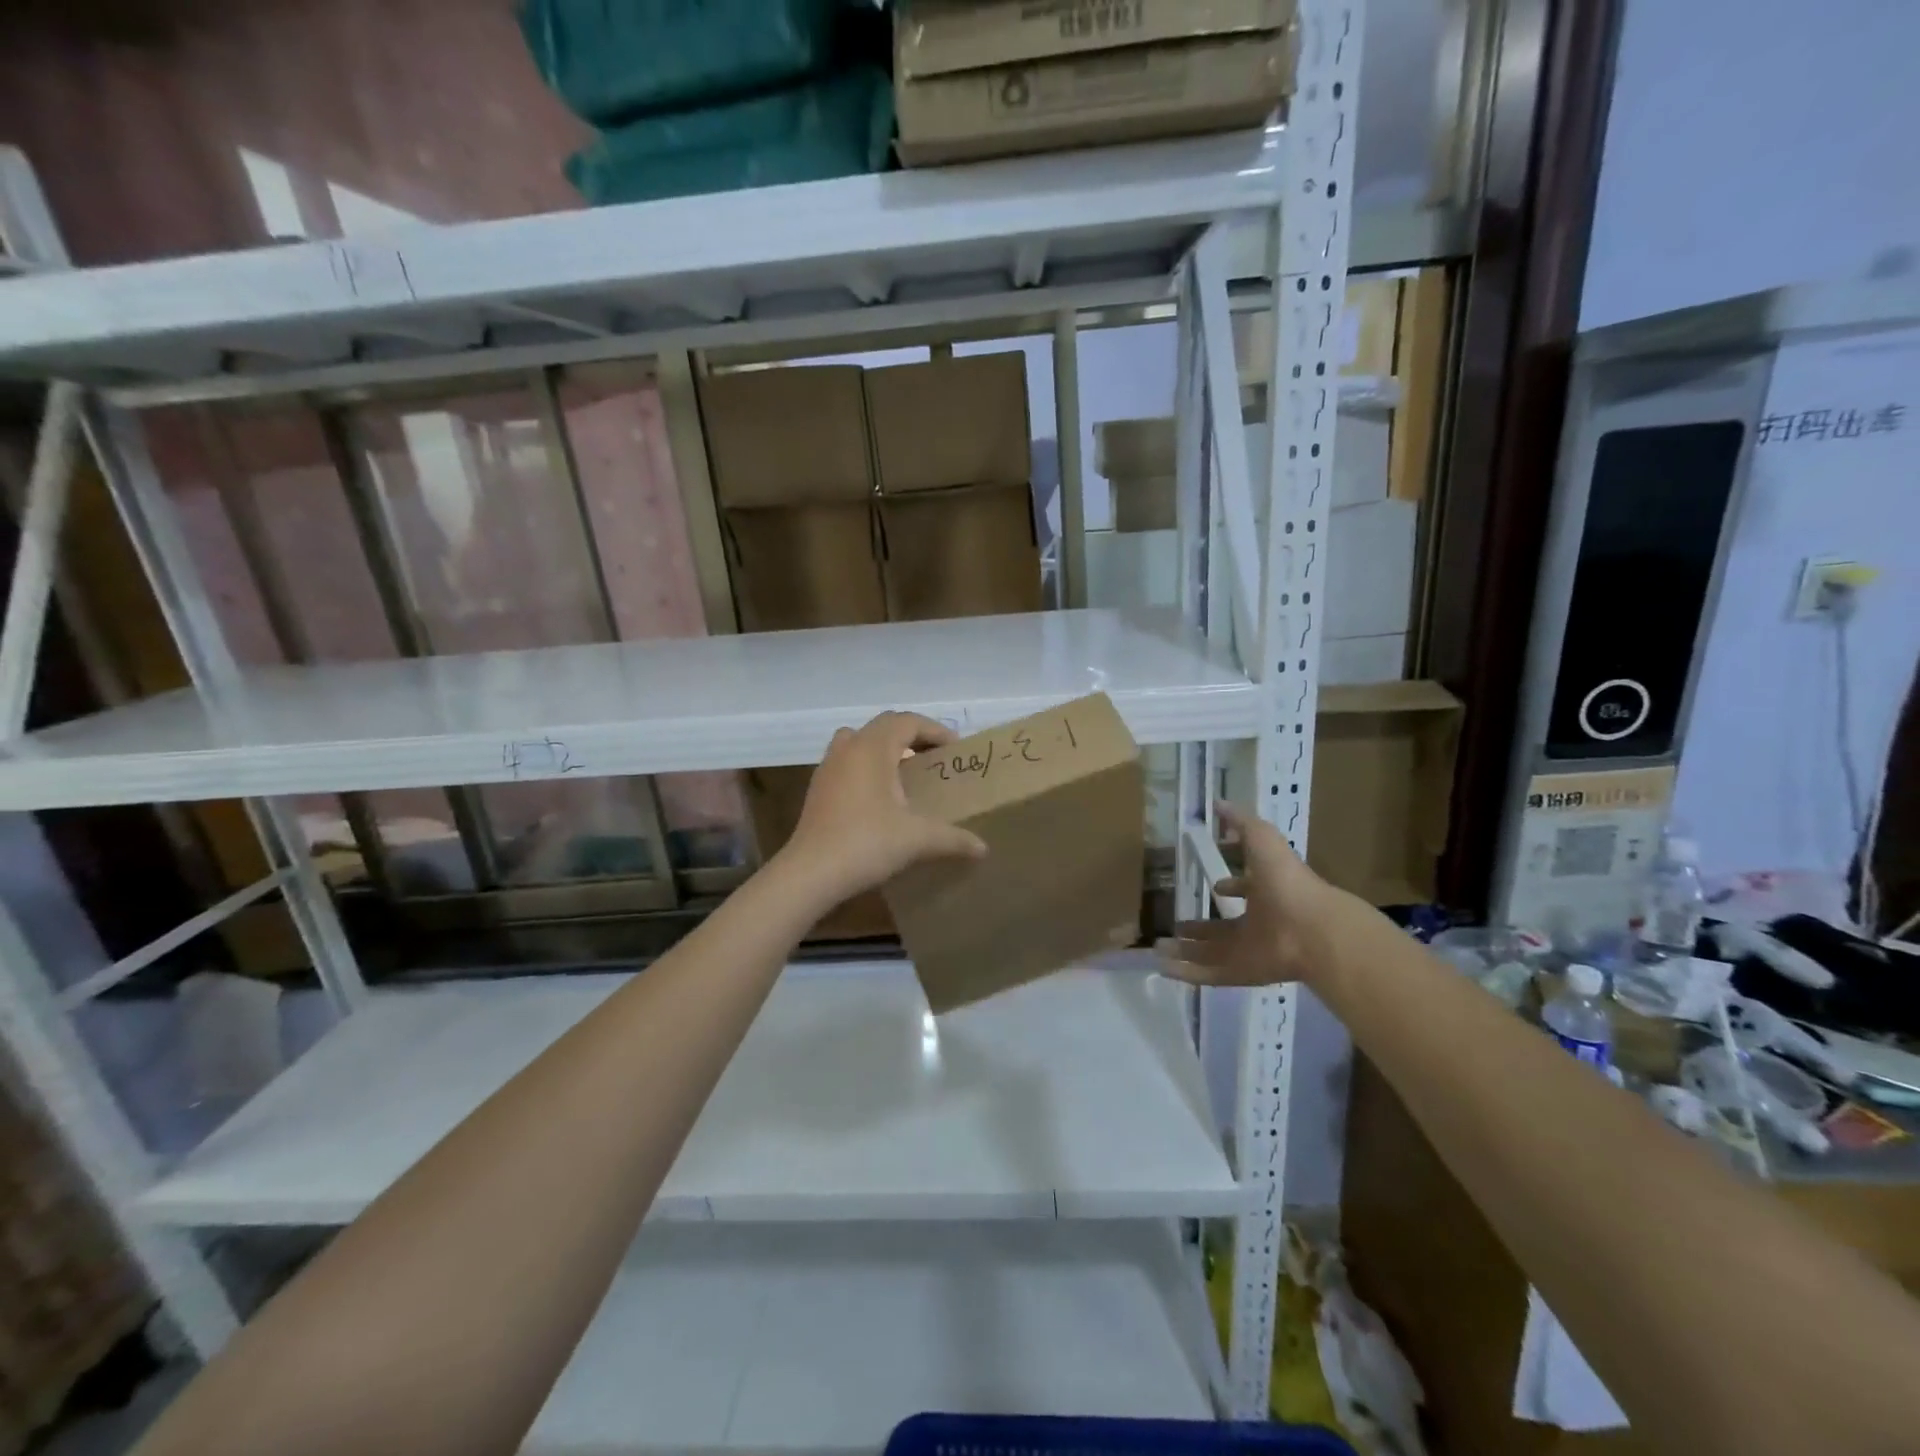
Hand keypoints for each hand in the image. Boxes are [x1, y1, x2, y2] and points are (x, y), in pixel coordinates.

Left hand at [779, 712, 987, 906]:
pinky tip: (880, 797)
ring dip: (885, 748)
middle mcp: (848, 748)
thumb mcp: (917, 840)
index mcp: (872, 748)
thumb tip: (983, 848)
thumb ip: (953, 839)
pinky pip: (847, 761)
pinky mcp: (818, 788)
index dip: (935, 730)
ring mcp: (828, 767)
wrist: (810, 873)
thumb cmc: (866, 844)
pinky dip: (867, 766)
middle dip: (912, 736)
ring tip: (906, 772)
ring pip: (860, 740)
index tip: (955, 750)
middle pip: (884, 725)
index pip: (908, 721)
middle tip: (935, 758)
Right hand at [1157, 803, 1345, 987]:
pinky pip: (1208, 975)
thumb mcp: (1262, 839)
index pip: (1246, 889)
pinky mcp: (1242, 973)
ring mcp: (1249, 951)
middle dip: (1201, 925)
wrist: (1311, 930)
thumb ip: (1241, 823)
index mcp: (1266, 893)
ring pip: (1211, 952)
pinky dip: (1185, 973)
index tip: (1213, 884)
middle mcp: (1258, 923)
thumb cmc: (1286, 880)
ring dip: (1185, 950)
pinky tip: (1161, 966)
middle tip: (1176, 923)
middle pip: (1224, 926)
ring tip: (1157, 947)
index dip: (1231, 886)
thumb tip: (1218, 804)